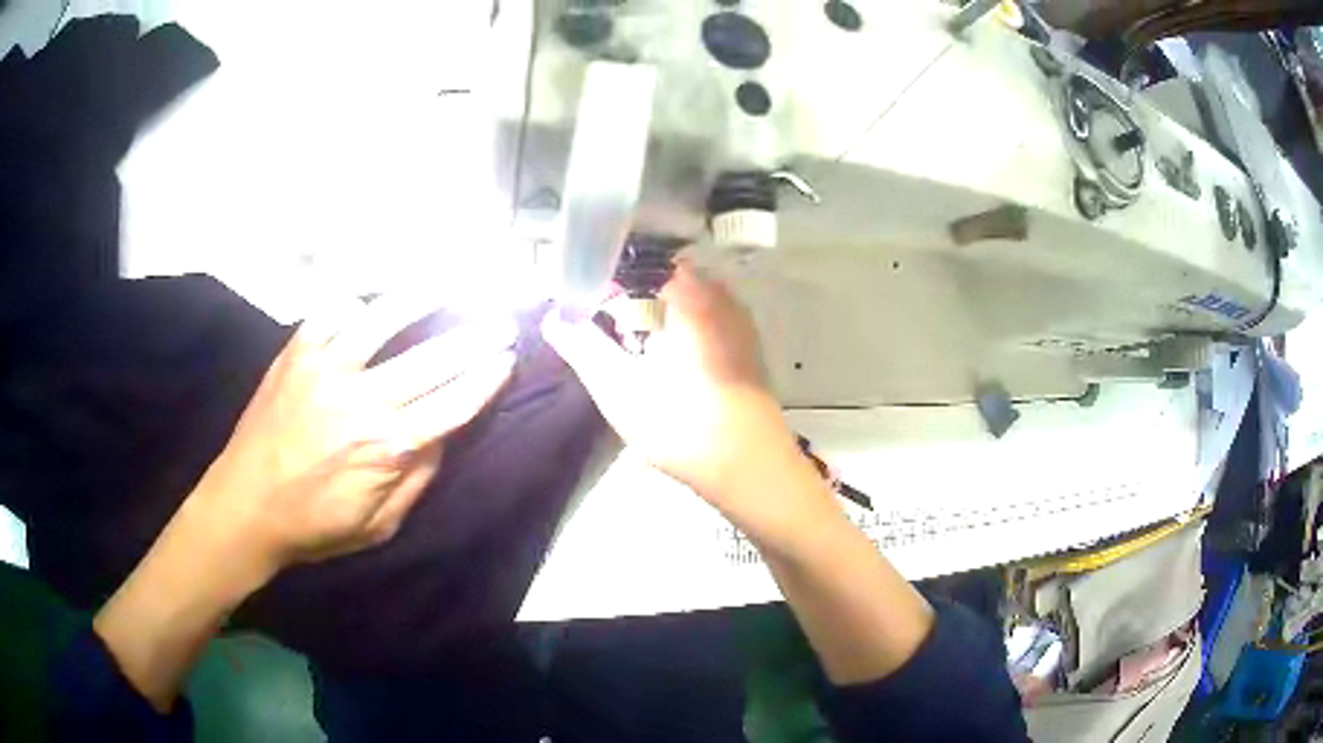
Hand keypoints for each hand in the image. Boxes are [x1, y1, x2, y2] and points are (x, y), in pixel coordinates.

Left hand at [187, 294, 516, 579]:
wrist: (244, 506)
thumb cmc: (313, 526)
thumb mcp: (377, 525)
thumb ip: (416, 479)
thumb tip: (442, 434)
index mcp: (385, 447)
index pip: (452, 403)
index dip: (486, 378)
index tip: (507, 358)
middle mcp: (360, 398)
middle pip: (432, 357)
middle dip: (475, 337)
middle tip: (500, 320)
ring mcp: (325, 367)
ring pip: (384, 319)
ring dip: (423, 298)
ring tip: (448, 285)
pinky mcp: (296, 352)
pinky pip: (331, 313)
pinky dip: (355, 303)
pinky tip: (370, 303)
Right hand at [542, 264, 811, 514]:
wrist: (749, 467)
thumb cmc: (680, 423)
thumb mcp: (618, 387)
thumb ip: (582, 346)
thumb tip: (553, 318)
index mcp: (688, 293)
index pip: (634, 265)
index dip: (604, 283)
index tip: (585, 309)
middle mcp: (718, 295)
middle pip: (660, 280)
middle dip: (628, 301)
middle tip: (606, 333)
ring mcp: (738, 320)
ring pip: (684, 301)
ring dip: (653, 318)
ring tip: (632, 352)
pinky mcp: (746, 346)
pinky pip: (703, 322)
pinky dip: (678, 332)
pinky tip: (666, 367)